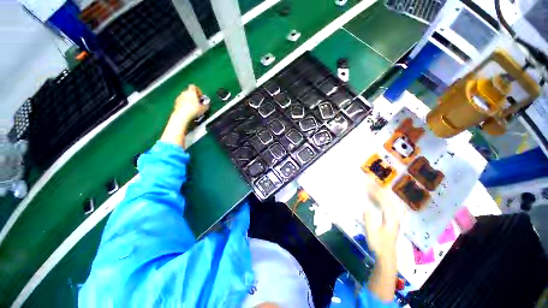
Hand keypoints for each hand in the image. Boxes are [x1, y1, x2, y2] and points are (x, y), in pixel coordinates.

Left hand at [172, 84, 208, 126]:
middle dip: (193, 96)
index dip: (198, 91)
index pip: (194, 86)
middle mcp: (184, 92)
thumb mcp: (203, 108)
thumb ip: (205, 105)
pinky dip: (185, 104)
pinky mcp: (176, 103)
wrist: (182, 116)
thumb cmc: (194, 110)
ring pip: (185, 97)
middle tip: (198, 103)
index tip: (201, 97)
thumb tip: (206, 104)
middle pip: (189, 92)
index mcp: (191, 92)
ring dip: (189, 101)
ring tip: (193, 108)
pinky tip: (188, 111)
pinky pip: (182, 102)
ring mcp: (179, 97)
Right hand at [362, 184, 399, 258]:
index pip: (383, 199)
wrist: (386, 255)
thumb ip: (369, 218)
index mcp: (391, 217)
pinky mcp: (390, 219)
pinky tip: (373, 196)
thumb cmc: (378, 244)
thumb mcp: (371, 232)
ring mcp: (393, 217)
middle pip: (386, 197)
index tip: (365, 183)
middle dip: (376, 188)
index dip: (374, 190)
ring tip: (369, 185)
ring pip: (387, 200)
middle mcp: (394, 215)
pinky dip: (379, 198)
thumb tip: (365, 203)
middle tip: (366, 180)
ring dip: (378, 192)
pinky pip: (385, 204)